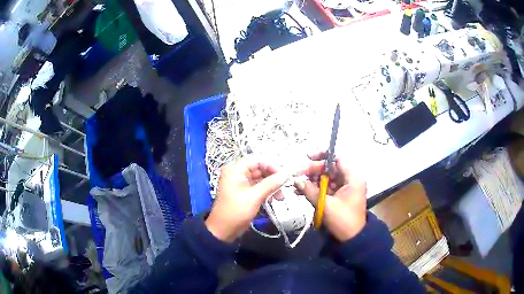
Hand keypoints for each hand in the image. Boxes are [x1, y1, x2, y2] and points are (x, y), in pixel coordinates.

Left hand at [205, 156, 287, 242]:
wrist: (223, 230)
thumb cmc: (236, 211)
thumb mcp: (254, 196)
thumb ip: (271, 184)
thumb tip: (286, 174)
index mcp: (235, 169)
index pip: (257, 160)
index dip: (271, 165)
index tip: (284, 175)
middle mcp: (238, 173)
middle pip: (260, 168)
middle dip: (273, 177)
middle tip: (285, 186)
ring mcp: (241, 183)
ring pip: (261, 178)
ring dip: (272, 186)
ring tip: (281, 197)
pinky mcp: (245, 192)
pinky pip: (259, 187)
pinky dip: (267, 191)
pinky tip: (275, 199)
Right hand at [295, 152, 366, 241]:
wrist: (352, 238)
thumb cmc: (343, 220)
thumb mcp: (325, 205)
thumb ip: (310, 190)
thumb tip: (296, 180)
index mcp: (352, 177)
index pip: (337, 158)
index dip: (322, 156)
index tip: (307, 157)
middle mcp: (350, 179)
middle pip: (330, 168)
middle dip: (313, 171)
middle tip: (297, 176)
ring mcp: (344, 187)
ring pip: (326, 178)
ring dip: (312, 180)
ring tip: (297, 185)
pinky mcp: (339, 195)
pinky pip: (326, 187)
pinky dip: (315, 188)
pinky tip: (301, 191)